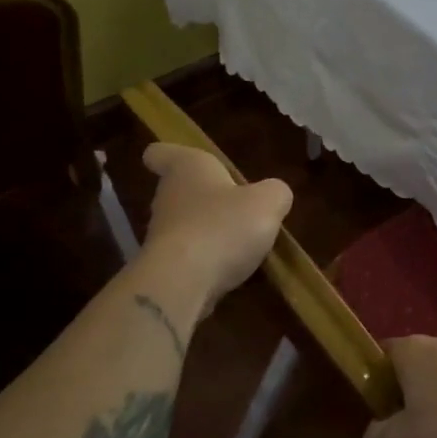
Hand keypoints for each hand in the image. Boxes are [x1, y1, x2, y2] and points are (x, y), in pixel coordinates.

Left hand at [137, 143, 291, 307]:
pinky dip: (207, 261)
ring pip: (185, 224)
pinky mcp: (164, 268)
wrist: (182, 285)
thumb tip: (275, 195)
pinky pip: (189, 257)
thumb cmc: (223, 226)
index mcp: (187, 168)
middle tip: (235, 204)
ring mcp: (162, 235)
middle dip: (204, 196)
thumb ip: (275, 193)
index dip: (168, 154)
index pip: (161, 153)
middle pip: (179, 190)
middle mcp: (168, 197)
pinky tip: (232, 272)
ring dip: (208, 230)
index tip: (180, 160)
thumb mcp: (268, 202)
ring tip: (242, 242)